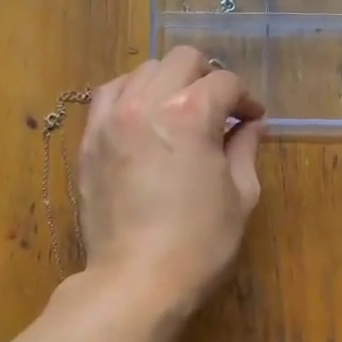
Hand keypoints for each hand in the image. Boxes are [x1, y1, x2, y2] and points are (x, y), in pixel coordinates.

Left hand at [74, 46, 265, 317]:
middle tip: (219, 109)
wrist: (136, 280)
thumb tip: (251, 125)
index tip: (252, 118)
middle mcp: (147, 103)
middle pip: (181, 61)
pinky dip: (131, 95)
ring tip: (179, 110)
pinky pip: (108, 95)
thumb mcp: (240, 196)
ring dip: (168, 82)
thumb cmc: (199, 244)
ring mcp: (111, 119)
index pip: (225, 83)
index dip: (245, 98)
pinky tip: (143, 117)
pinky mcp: (89, 141)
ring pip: (142, 71)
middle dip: (207, 77)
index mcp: (191, 114)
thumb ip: (245, 149)